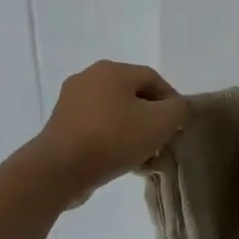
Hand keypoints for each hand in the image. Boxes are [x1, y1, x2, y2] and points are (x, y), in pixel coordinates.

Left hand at [33, 61, 189, 202]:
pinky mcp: (60, 124)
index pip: (153, 78)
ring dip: (131, 130)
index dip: (171, 101)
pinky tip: (119, 159)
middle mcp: (88, 77)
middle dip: (150, 117)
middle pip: (132, 94)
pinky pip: (95, 126)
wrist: (60, 168)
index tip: (178, 126)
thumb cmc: (113, 138)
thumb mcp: (159, 123)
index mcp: (112, 70)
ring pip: (113, 112)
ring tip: (142, 155)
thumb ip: (178, 110)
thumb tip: (177, 108)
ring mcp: (70, 100)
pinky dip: (111, 138)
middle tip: (161, 141)